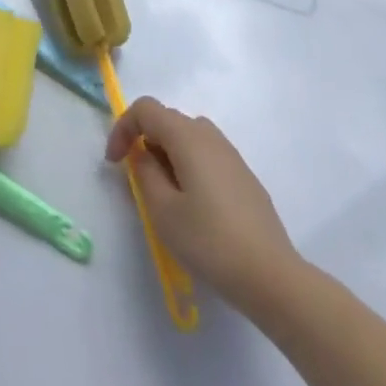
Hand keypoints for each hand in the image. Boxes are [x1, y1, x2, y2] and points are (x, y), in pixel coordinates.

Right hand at [106, 97, 298, 311]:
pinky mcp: (244, 176)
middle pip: (167, 120)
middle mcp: (210, 135)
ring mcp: (231, 155)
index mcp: (187, 136)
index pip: (146, 109)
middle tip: (137, 181)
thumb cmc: (210, 241)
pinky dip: (188, 166)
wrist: (271, 276)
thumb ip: (144, 174)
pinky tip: (193, 205)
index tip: (114, 162)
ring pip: (188, 138)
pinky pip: (206, 156)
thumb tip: (142, 155)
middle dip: (144, 142)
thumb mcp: (163, 210)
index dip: (123, 128)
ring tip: (163, 193)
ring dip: (167, 155)